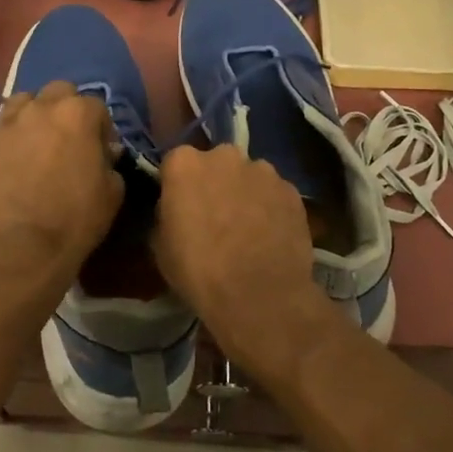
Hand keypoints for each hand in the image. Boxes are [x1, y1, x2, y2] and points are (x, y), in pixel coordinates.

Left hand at [0, 82, 121, 290]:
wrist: (24, 248)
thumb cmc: (75, 220)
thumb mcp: (112, 192)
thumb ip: (108, 163)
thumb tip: (101, 153)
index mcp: (78, 115)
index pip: (96, 106)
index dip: (101, 128)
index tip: (100, 150)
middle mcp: (40, 109)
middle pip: (57, 91)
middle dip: (65, 108)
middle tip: (67, 138)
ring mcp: (3, 126)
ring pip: (17, 100)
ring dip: (28, 111)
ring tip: (30, 133)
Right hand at [152, 144, 326, 376]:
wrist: (260, 295)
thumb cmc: (199, 271)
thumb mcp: (161, 247)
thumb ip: (167, 215)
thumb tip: (177, 210)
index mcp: (185, 164)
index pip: (175, 163)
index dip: (178, 186)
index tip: (181, 207)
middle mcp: (224, 156)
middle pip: (215, 164)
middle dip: (214, 183)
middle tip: (215, 216)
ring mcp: (263, 170)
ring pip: (248, 176)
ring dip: (245, 193)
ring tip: (248, 229)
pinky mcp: (291, 190)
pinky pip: (274, 194)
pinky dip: (271, 208)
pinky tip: (271, 237)